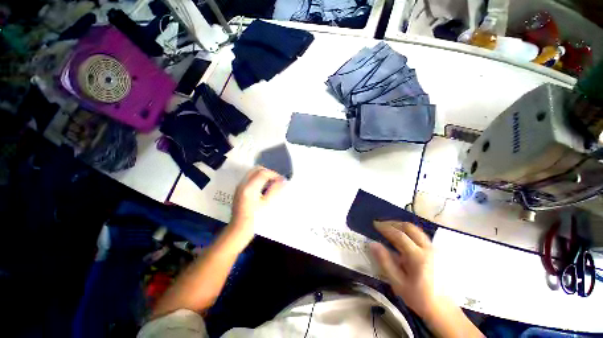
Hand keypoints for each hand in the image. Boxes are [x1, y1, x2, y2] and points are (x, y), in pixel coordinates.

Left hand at [229, 167, 284, 240]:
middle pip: (257, 169)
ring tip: (272, 184)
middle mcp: (243, 184)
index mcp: (249, 188)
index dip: (274, 174)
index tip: (282, 181)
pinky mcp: (239, 190)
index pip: (263, 173)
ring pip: (253, 173)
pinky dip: (259, 179)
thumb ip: (275, 190)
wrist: (239, 230)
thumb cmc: (255, 219)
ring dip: (264, 175)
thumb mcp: (267, 204)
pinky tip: (264, 188)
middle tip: (277, 181)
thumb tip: (283, 180)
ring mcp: (240, 186)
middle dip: (268, 173)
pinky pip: (250, 178)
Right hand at [370, 221, 435, 316]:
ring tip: (390, 229)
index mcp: (418, 257)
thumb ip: (385, 261)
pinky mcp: (437, 252)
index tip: (375, 224)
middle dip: (394, 223)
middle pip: (410, 228)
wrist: (443, 310)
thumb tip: (373, 244)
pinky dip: (408, 232)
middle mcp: (428, 249)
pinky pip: (420, 236)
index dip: (385, 228)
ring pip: (416, 230)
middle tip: (382, 225)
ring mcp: (435, 250)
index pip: (399, 235)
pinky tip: (402, 238)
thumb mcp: (398, 283)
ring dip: (401, 226)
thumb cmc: (419, 298)